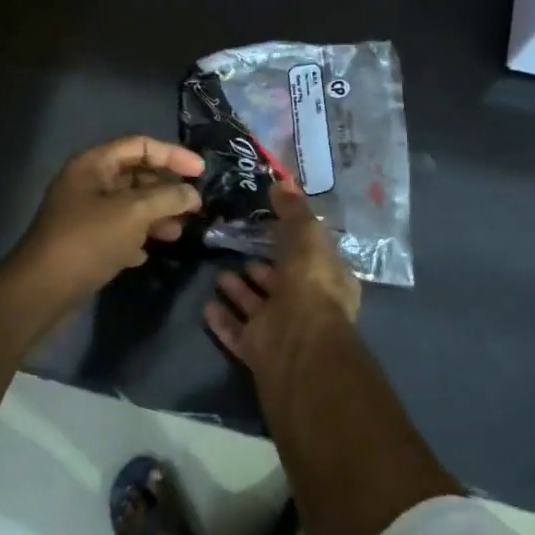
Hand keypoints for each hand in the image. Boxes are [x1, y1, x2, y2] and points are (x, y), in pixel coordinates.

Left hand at [12, 135, 204, 305]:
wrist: (43, 290)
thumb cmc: (89, 240)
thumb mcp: (134, 213)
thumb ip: (168, 197)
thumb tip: (192, 194)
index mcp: (93, 164)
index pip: (140, 146)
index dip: (173, 155)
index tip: (202, 171)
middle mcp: (87, 183)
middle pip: (136, 175)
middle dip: (166, 189)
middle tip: (194, 206)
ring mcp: (84, 214)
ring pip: (129, 206)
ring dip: (155, 216)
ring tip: (177, 233)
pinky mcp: (84, 242)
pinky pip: (117, 231)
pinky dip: (136, 238)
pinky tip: (147, 253)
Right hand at [205, 182, 360, 381]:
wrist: (297, 345)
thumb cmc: (310, 284)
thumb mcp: (307, 236)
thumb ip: (294, 211)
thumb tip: (282, 183)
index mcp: (328, 280)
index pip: (313, 257)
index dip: (295, 241)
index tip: (271, 225)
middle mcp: (308, 306)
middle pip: (282, 282)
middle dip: (262, 267)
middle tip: (239, 248)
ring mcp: (282, 330)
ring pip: (257, 307)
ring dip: (239, 291)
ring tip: (219, 272)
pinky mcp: (258, 351)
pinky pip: (237, 331)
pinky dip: (223, 319)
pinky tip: (206, 305)